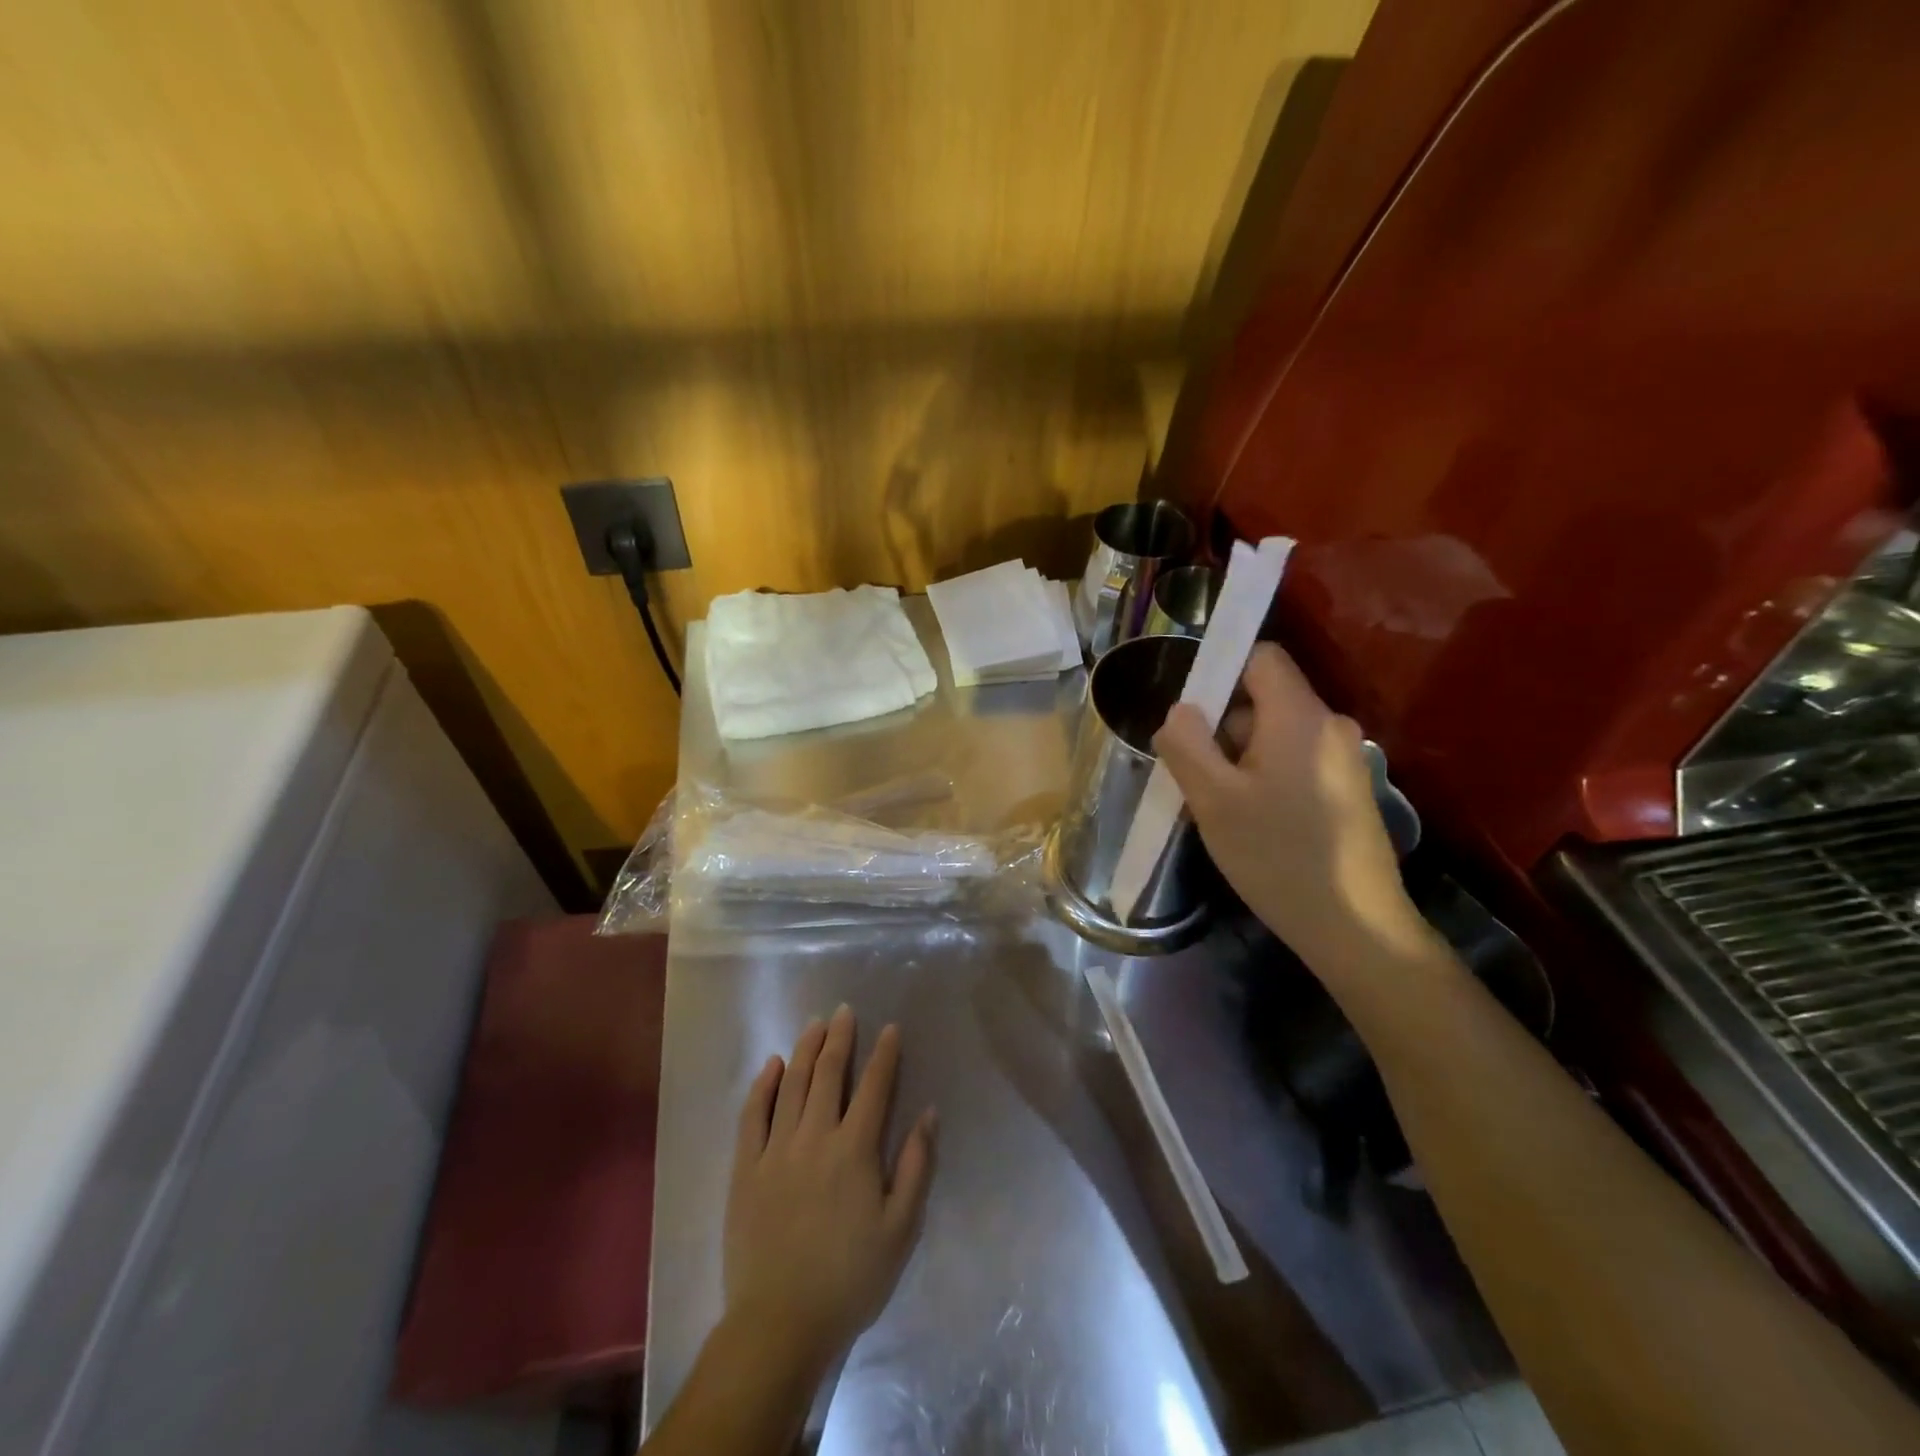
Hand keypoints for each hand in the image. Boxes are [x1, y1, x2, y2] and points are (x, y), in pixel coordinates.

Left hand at [724, 1008, 936, 1382]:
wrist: (780, 1324)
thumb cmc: (850, 1278)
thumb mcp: (901, 1229)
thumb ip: (915, 1166)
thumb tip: (928, 1113)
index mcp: (855, 1150)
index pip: (874, 1087)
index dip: (885, 1054)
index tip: (890, 1028)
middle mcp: (815, 1137)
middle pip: (829, 1074)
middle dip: (840, 1038)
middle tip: (844, 1011)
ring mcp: (775, 1149)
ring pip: (792, 1084)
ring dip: (805, 1049)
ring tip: (814, 1024)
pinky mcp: (745, 1168)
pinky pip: (752, 1115)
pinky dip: (763, 1085)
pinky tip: (772, 1064)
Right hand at [1155, 643, 1430, 970]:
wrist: (1355, 927)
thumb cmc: (1276, 856)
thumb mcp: (1213, 800)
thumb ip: (1187, 745)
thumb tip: (1179, 710)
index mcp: (1299, 717)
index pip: (1260, 656)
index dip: (1219, 670)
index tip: (1187, 712)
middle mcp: (1329, 726)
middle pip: (1264, 699)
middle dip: (1221, 726)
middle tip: (1192, 773)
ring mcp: (1344, 760)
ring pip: (1276, 735)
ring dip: (1239, 757)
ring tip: (1216, 805)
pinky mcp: (1347, 791)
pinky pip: (1295, 762)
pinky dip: (1264, 776)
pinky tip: (1249, 821)